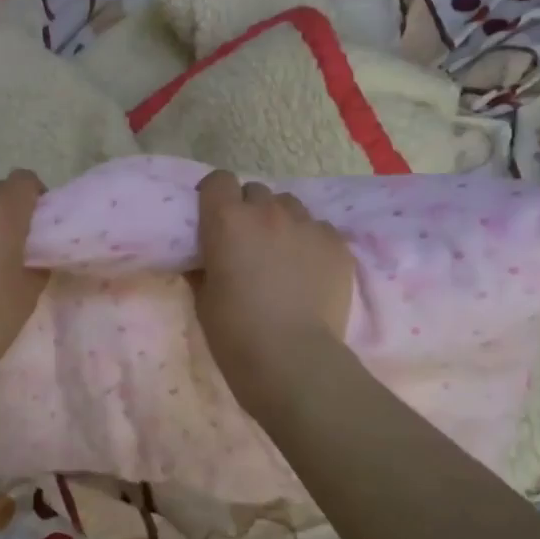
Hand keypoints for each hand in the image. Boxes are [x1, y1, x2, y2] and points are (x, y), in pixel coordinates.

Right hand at [193, 170, 354, 411]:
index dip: (215, 196)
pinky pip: (319, 229)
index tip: (214, 217)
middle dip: (249, 210)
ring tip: (282, 254)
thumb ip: (203, 266)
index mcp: (227, 220)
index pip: (219, 180)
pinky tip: (309, 272)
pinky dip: (310, 242)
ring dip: (281, 222)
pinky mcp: (337, 244)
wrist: (292, 358)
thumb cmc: (234, 332)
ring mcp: (307, 225)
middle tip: (248, 242)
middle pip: (256, 191)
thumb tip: (205, 258)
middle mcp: (268, 212)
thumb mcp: (203, 298)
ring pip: (290, 206)